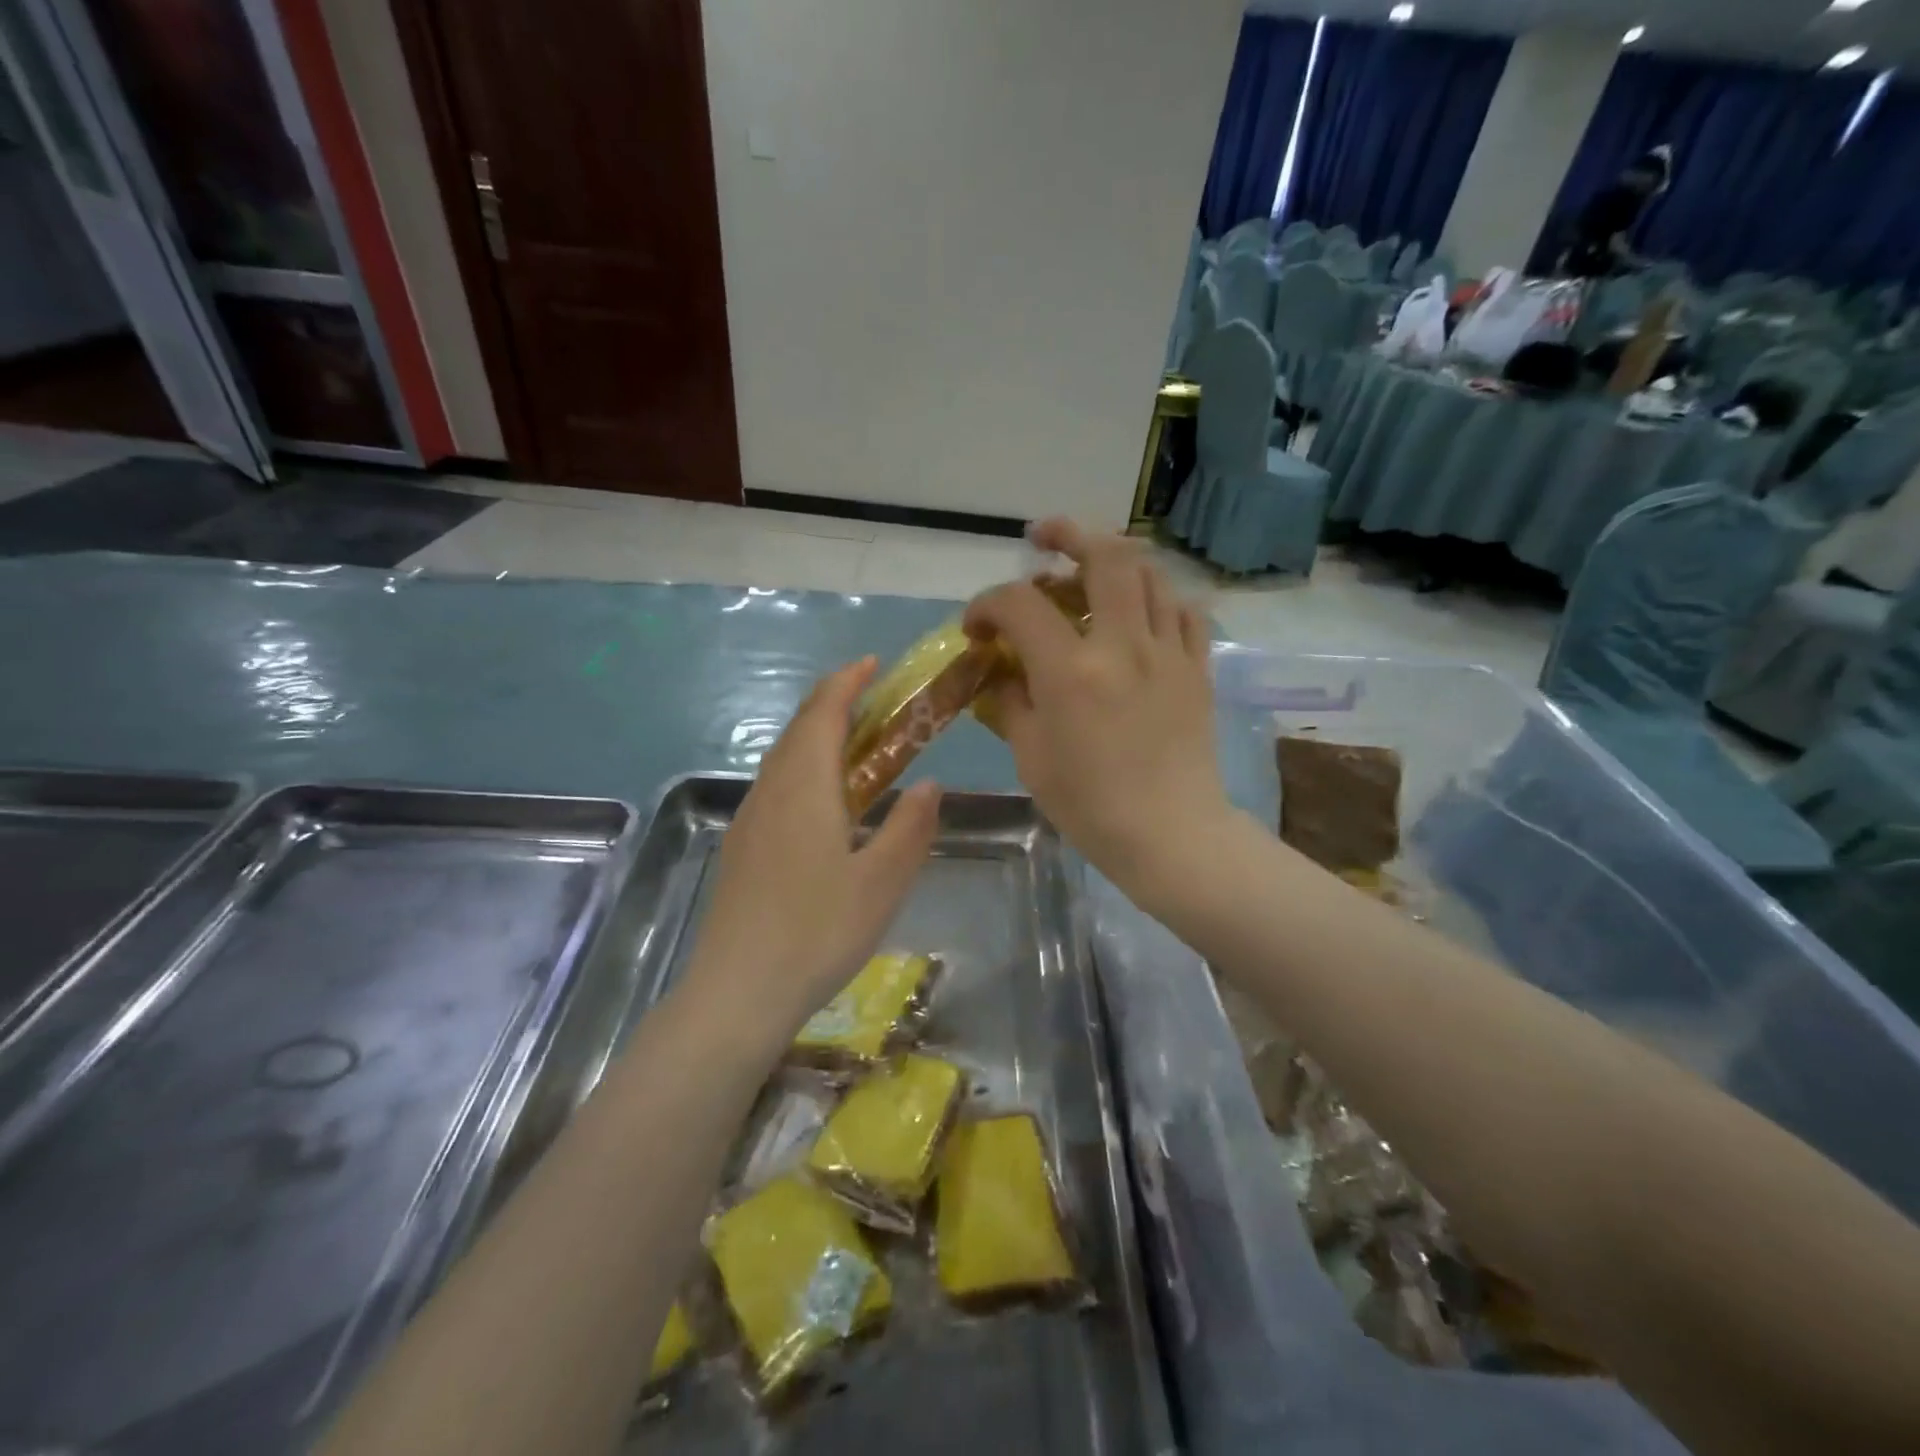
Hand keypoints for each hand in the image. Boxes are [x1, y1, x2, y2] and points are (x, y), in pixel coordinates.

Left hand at [682, 660, 941, 1050]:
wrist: (738, 992)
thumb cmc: (818, 932)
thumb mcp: (882, 882)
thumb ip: (910, 827)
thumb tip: (930, 784)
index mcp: (804, 788)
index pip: (823, 713)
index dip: (847, 682)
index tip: (873, 664)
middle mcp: (770, 792)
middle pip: (797, 729)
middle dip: (832, 704)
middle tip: (873, 703)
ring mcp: (749, 820)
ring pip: (781, 759)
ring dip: (815, 737)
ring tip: (854, 748)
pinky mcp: (741, 848)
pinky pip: (774, 787)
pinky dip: (802, 770)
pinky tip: (821, 804)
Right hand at [964, 519, 1232, 907]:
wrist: (1171, 835)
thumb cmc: (1090, 806)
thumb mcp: (1031, 757)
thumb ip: (1010, 702)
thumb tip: (1002, 672)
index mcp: (1072, 671)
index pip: (1020, 604)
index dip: (987, 604)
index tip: (977, 626)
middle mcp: (1123, 646)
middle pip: (1104, 556)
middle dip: (1067, 533)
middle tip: (1044, 538)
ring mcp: (1168, 652)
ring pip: (1149, 574)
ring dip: (1114, 560)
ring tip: (1091, 571)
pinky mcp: (1197, 667)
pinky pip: (1183, 610)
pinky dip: (1156, 597)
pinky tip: (1140, 612)